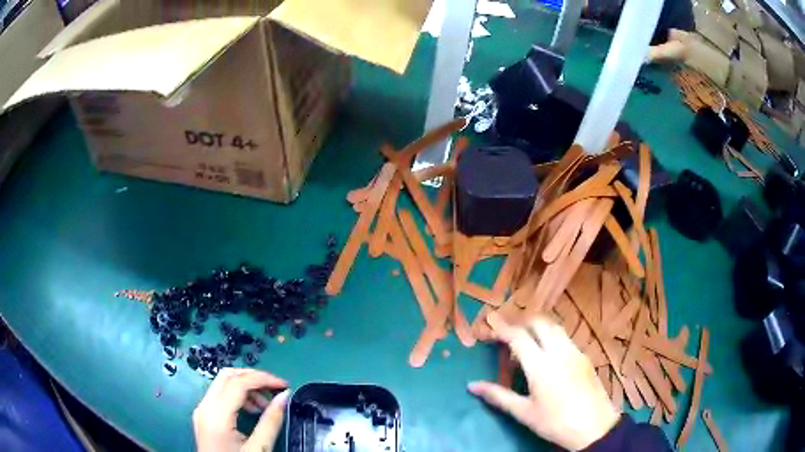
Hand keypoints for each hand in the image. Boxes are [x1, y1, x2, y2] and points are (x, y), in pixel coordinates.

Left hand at [193, 368, 289, 451]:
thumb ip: (271, 422)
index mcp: (216, 415)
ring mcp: (201, 411)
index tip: (285, 385)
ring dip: (246, 387)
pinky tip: (252, 410)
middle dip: (253, 378)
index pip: (238, 383)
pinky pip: (219, 396)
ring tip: (266, 405)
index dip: (263, 379)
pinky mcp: (203, 416)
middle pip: (227, 376)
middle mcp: (204, 406)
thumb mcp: (259, 448)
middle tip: (275, 389)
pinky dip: (237, 396)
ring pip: (222, 384)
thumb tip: (284, 396)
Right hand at [468, 313, 618, 450]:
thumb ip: (498, 396)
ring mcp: (574, 352)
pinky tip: (548, 357)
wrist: (594, 427)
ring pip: (554, 327)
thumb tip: (472, 386)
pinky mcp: (585, 357)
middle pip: (539, 322)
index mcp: (540, 365)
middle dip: (521, 323)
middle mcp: (559, 351)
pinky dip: (552, 337)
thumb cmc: (555, 422)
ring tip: (527, 346)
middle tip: (507, 337)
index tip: (488, 331)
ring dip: (538, 328)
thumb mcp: (524, 412)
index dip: (501, 330)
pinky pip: (565, 338)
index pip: (517, 336)